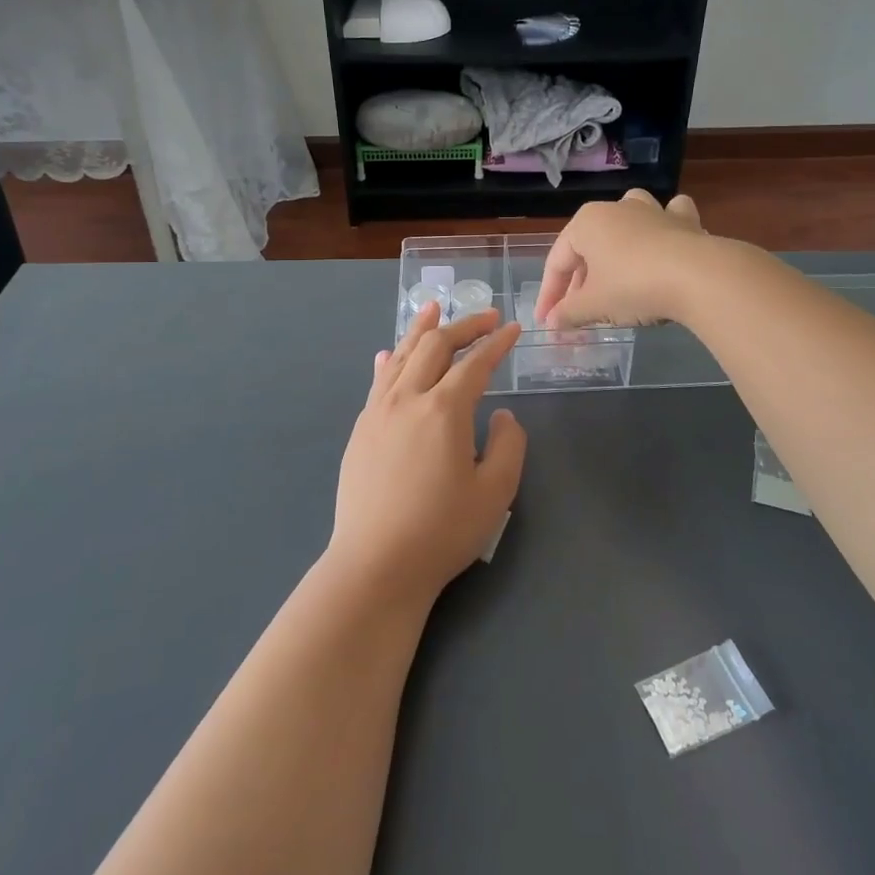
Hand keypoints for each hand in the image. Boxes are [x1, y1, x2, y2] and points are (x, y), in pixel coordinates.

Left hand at [330, 303, 526, 604]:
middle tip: (485, 316)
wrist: (376, 564)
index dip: (497, 343)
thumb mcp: (495, 492)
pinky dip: (392, 359)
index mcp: (444, 410)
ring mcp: (378, 412)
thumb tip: (500, 414)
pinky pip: (379, 381)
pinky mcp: (361, 430)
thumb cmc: (442, 531)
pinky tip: (391, 353)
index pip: (475, 363)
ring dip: (421, 330)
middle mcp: (408, 398)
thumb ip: (508, 444)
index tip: (513, 328)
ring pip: (402, 356)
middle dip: (463, 325)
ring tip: (434, 309)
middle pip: (435, 346)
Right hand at [535, 189, 707, 329]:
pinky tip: (664, 244)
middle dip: (581, 282)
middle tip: (577, 315)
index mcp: (586, 223)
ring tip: (614, 273)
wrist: (699, 277)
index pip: (557, 263)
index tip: (547, 322)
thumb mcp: (594, 306)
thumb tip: (552, 323)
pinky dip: (664, 229)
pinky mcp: (684, 222)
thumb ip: (569, 313)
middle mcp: (616, 209)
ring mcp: (652, 211)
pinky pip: (668, 219)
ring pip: (626, 224)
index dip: (550, 295)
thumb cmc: (633, 286)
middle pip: (589, 248)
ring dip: (617, 246)